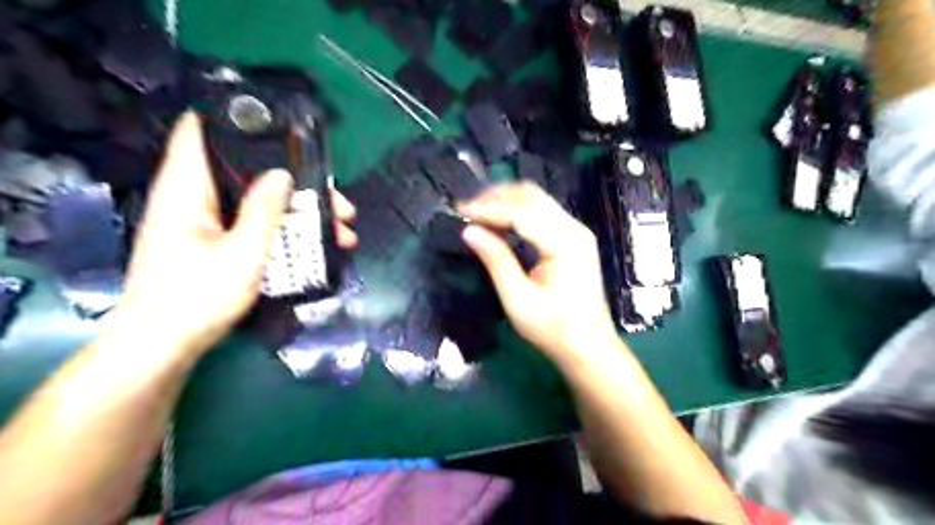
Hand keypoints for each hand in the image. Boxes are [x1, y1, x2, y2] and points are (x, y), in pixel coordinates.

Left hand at [110, 110, 359, 356]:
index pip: (200, 133)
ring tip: (340, 229)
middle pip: (246, 173)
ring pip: (256, 202)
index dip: (234, 120)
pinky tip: (315, 245)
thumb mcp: (242, 253)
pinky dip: (283, 228)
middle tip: (335, 199)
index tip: (280, 124)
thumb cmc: (198, 297)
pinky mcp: (213, 243)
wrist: (165, 345)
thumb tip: (282, 173)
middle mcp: (192, 199)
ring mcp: (203, 223)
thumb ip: (263, 211)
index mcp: (186, 191)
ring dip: (296, 210)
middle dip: (293, 181)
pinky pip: (253, 223)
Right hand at [460, 184, 618, 367]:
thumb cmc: (554, 330)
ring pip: (536, 200)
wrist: (588, 347)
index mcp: (565, 243)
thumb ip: (496, 260)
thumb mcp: (518, 300)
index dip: (488, 209)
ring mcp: (575, 232)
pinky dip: (516, 212)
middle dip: (496, 198)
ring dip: (505, 202)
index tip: (459, 211)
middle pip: (531, 196)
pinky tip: (498, 223)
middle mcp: (574, 228)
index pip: (521, 213)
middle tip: (466, 210)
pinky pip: (541, 213)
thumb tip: (468, 231)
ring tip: (476, 214)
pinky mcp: (572, 238)